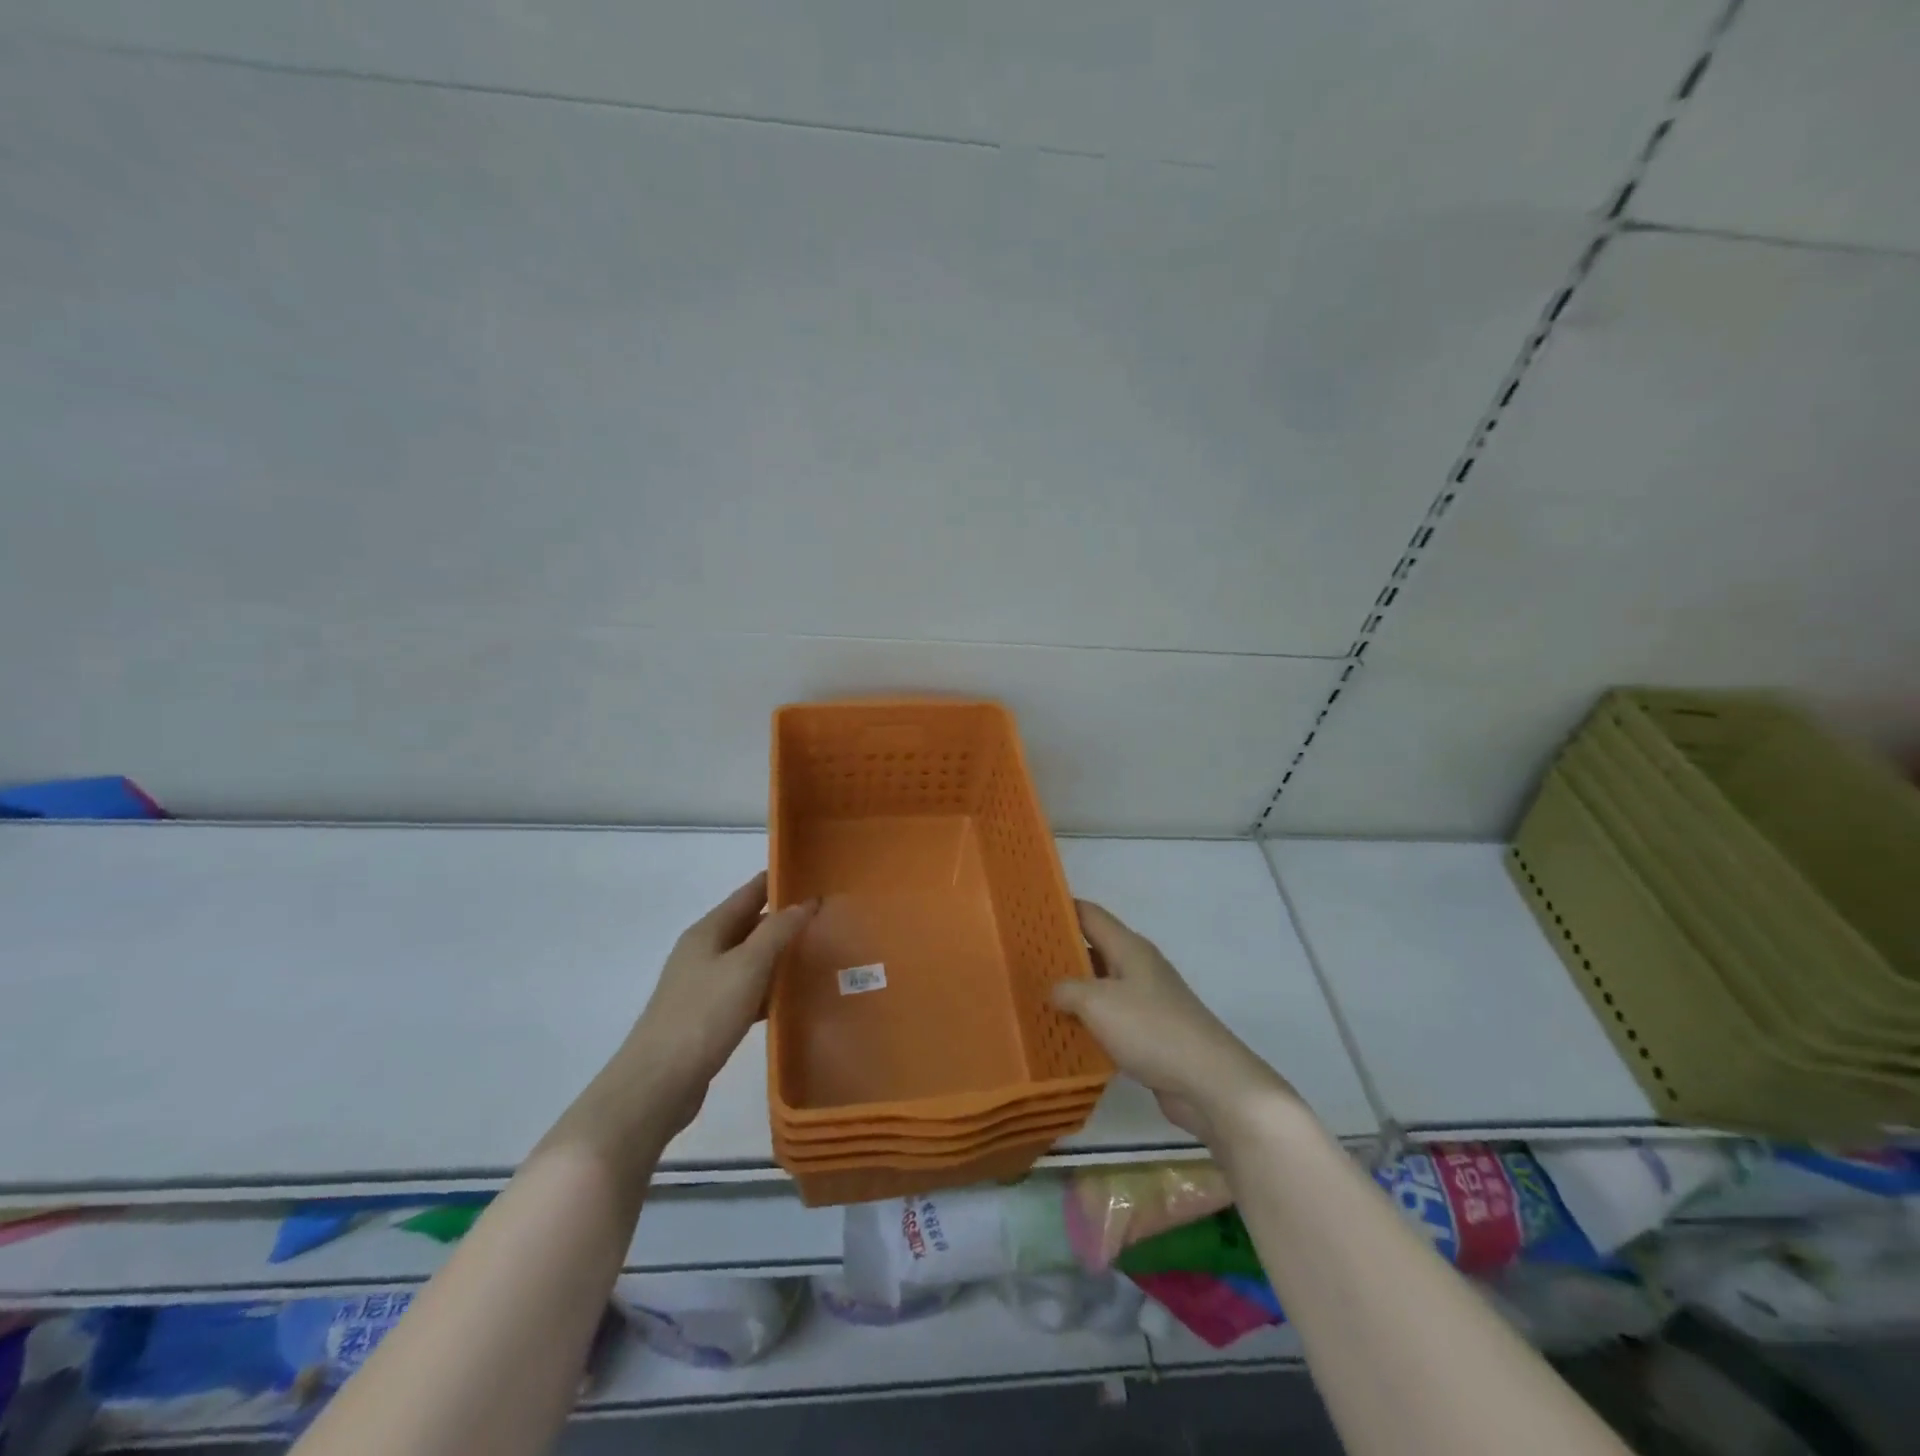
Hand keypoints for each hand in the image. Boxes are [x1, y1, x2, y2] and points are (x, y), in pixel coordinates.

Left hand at [625, 871, 817, 1125]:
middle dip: (783, 919)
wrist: (658, 1083)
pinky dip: (768, 988)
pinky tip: (791, 998)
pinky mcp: (707, 1018)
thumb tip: (805, 902)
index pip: (748, 893)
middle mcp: (703, 952)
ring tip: (818, 953)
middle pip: (748, 925)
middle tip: (826, 916)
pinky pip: (745, 991)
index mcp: (708, 931)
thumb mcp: (747, 966)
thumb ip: (778, 931)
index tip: (811, 873)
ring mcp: (702, 986)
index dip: (777, 881)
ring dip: (778, 955)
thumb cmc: (704, 1015)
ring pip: (748, 960)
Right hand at [1051, 900, 1297, 1145]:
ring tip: (1033, 995)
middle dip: (1060, 952)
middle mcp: (1138, 967)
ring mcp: (1146, 1000)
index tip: (1028, 909)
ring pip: (1100, 986)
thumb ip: (1067, 990)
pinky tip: (1064, 1034)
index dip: (1060, 908)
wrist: (1209, 1081)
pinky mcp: (1150, 1033)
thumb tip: (1054, 991)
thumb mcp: (1098, 1003)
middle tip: (1021, 957)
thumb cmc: (1151, 1029)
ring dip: (1072, 991)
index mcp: (1129, 948)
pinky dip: (1088, 1022)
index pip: (1089, 914)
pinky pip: (1110, 1018)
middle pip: (1093, 949)